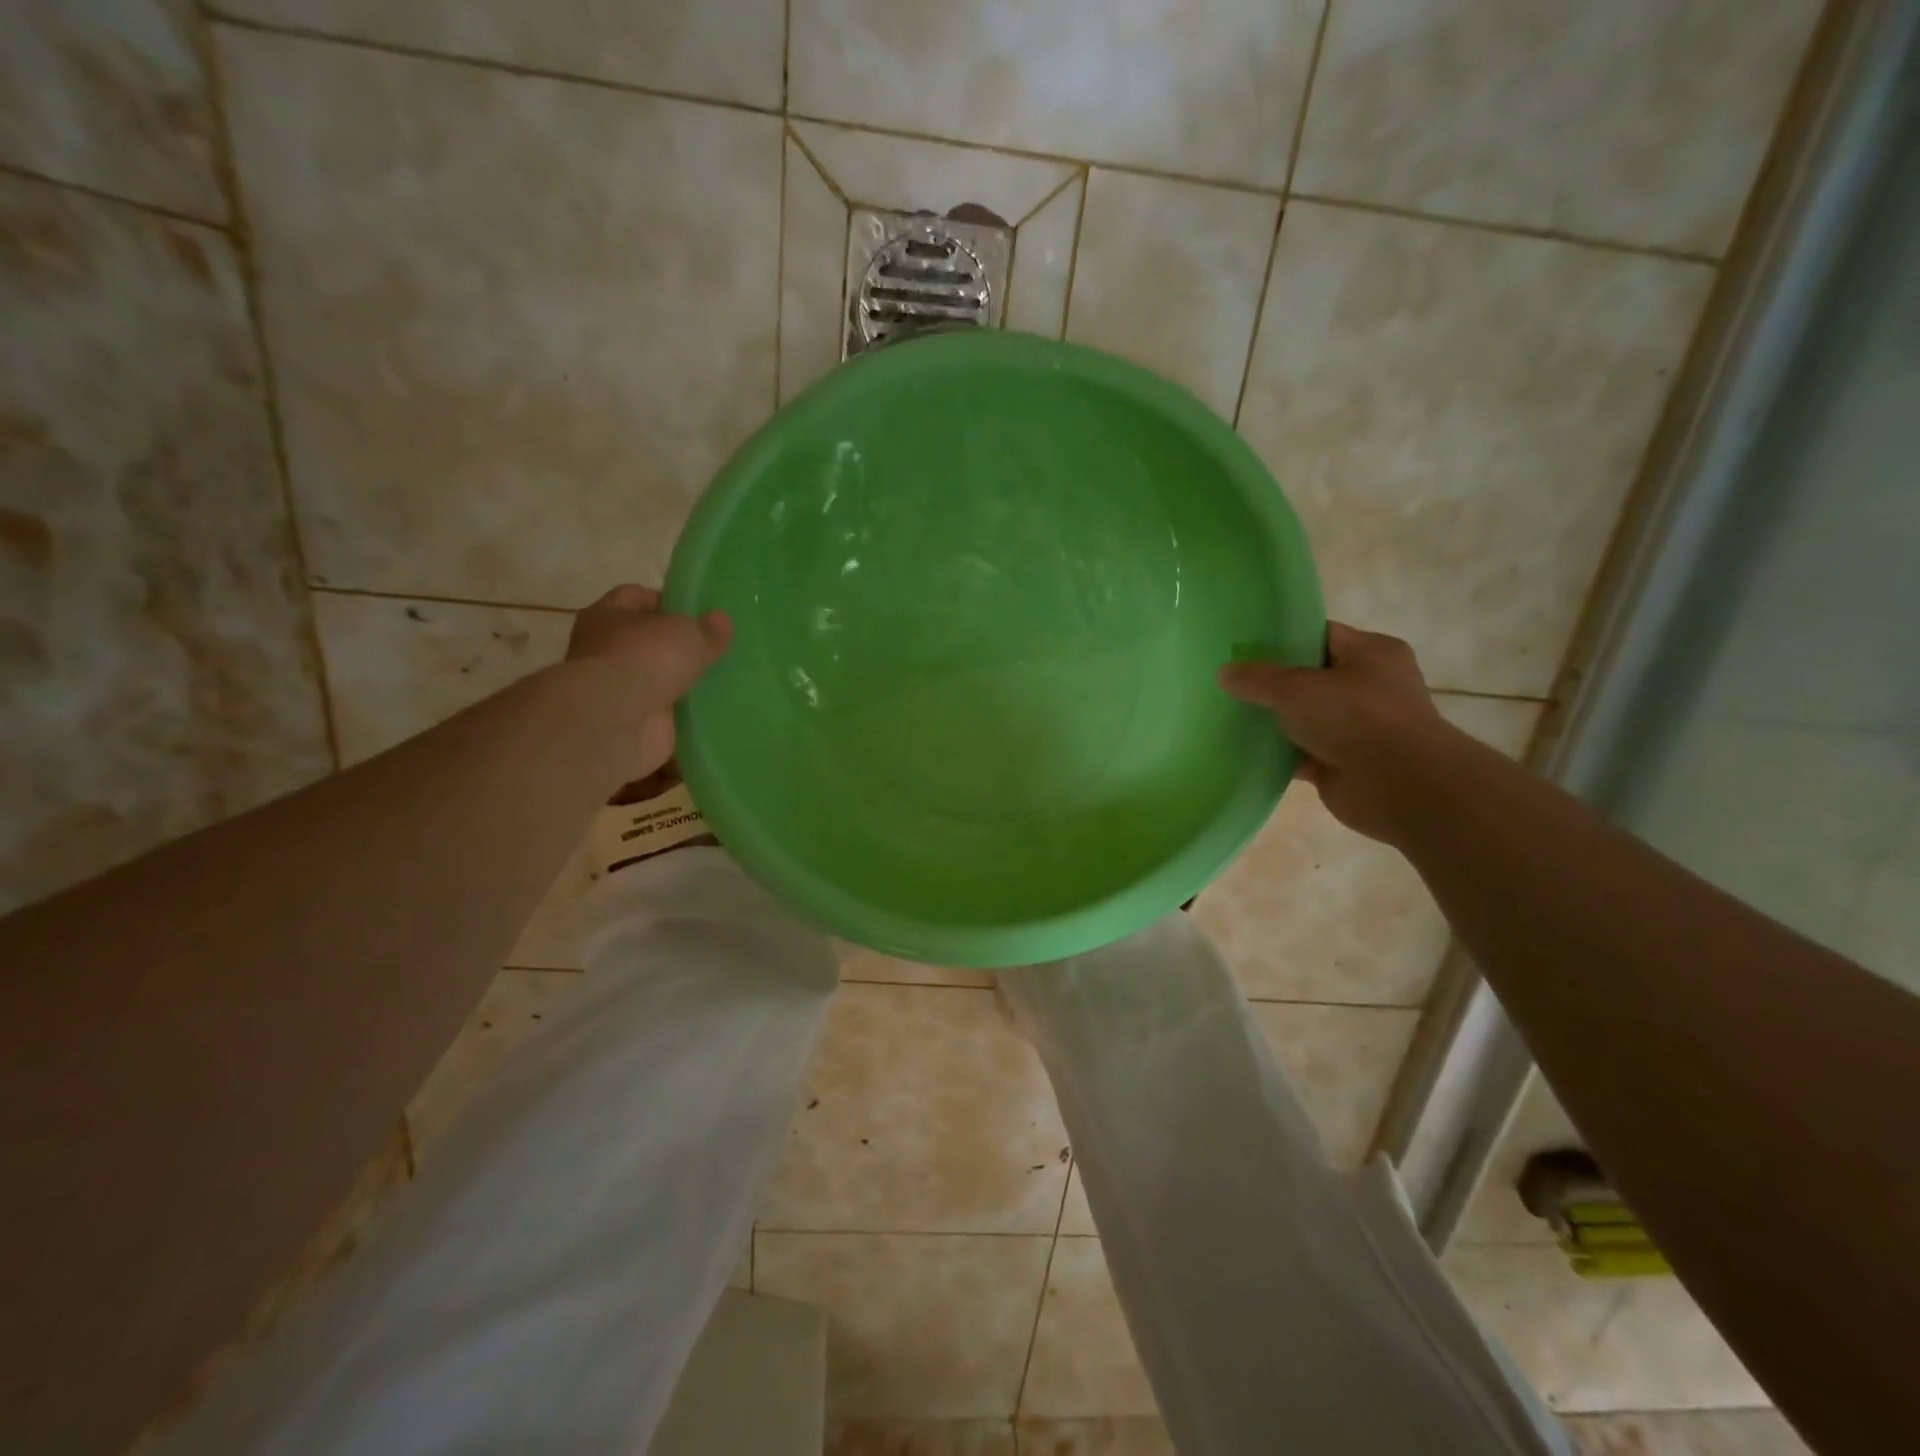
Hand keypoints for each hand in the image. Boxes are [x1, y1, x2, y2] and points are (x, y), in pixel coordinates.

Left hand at [567, 584, 731, 777]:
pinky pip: (665, 711)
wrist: (617, 720)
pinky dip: (683, 712)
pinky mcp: (632, 720)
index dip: (670, 601)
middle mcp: (606, 649)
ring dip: (681, 681)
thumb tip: (721, 622)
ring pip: (657, 677)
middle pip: (649, 640)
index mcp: (608, 615)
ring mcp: (617, 687)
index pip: (639, 597)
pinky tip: (712, 709)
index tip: (701, 613)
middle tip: (715, 648)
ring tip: (721, 679)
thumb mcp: (689, 633)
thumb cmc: (646, 658)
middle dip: (679, 645)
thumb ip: (708, 629)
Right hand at [1218, 623, 1457, 844]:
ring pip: (1305, 719)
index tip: (1244, 646)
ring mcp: (1358, 728)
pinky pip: (1301, 754)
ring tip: (1229, 714)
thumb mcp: (1296, 687)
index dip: (1283, 638)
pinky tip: (1243, 752)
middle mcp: (1369, 687)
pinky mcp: (1343, 764)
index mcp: (1372, 653)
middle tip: (1231, 681)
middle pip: (1310, 679)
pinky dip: (1278, 755)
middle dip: (1273, 683)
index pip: (1321, 635)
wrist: (1398, 785)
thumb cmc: (1355, 717)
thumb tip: (1224, 672)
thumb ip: (1257, 679)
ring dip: (1274, 721)